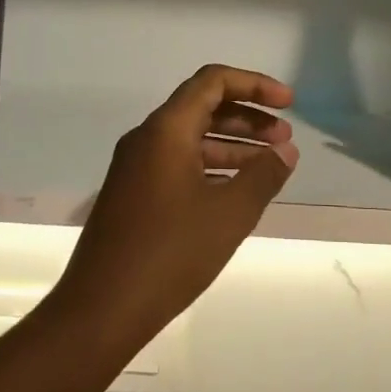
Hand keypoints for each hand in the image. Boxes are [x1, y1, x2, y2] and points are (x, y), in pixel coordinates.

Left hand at [53, 65, 299, 343]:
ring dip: (232, 145)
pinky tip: (237, 191)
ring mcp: (136, 168)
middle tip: (285, 139)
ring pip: (191, 139)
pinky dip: (211, 167)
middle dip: (248, 117)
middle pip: (203, 107)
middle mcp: (146, 139)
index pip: (213, 82)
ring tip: (270, 165)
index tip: (289, 104)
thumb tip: (286, 152)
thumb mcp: (230, 213)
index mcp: (166, 130)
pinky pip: (178, 164)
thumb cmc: (170, 253)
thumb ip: (263, 175)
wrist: (101, 309)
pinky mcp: (133, 194)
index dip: (255, 85)